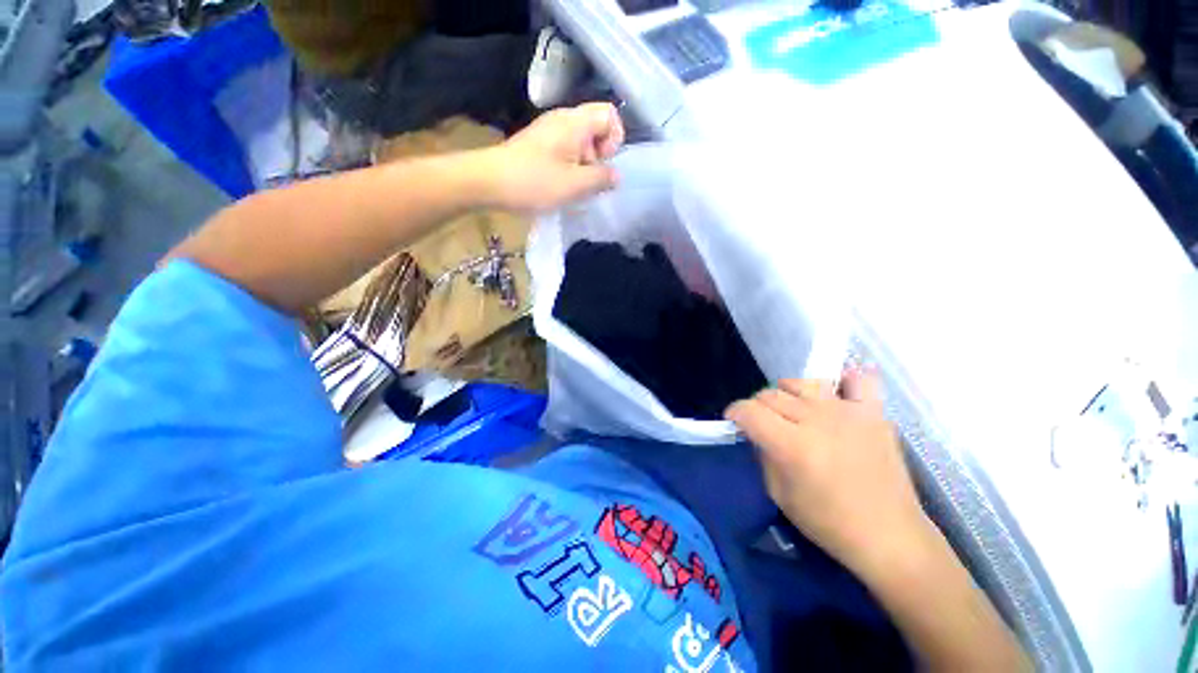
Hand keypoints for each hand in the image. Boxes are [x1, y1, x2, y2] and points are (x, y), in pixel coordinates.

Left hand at [482, 103, 624, 212]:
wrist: (488, 182)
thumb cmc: (534, 182)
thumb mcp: (574, 185)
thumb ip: (601, 179)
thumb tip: (616, 175)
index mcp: (574, 123)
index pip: (610, 114)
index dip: (615, 139)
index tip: (602, 163)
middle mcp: (563, 120)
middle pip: (596, 129)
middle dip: (599, 157)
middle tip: (586, 180)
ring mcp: (548, 131)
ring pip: (581, 143)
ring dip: (584, 166)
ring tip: (572, 187)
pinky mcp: (539, 145)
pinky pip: (566, 150)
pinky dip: (570, 167)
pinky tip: (560, 186)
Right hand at [726, 367, 933, 578]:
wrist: (889, 535)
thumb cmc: (829, 522)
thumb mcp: (778, 494)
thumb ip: (763, 455)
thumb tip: (756, 433)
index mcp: (791, 445)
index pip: (749, 410)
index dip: (734, 413)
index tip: (734, 421)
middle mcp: (816, 420)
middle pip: (770, 394)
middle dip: (757, 406)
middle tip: (763, 424)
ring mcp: (848, 412)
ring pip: (802, 383)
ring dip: (788, 393)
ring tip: (793, 411)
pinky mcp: (874, 413)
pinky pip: (858, 380)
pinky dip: (844, 383)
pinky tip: (838, 397)